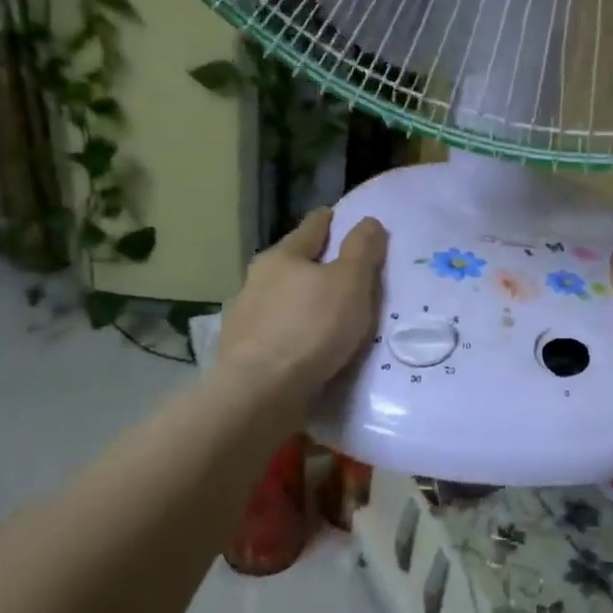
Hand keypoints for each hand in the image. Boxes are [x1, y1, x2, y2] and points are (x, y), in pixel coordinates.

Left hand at [217, 209, 387, 412]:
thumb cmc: (311, 329)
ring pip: (283, 298)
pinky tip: (307, 345)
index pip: (312, 227)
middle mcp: (258, 279)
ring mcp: (246, 315)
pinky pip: (277, 331)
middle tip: (346, 272)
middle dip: (317, 264)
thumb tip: (368, 220)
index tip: (344, 219)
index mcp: (283, 256)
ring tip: (329, 314)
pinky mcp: (243, 350)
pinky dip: (294, 331)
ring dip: (304, 301)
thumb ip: (362, 250)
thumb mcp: (350, 283)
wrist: (260, 393)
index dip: (332, 221)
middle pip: (294, 262)